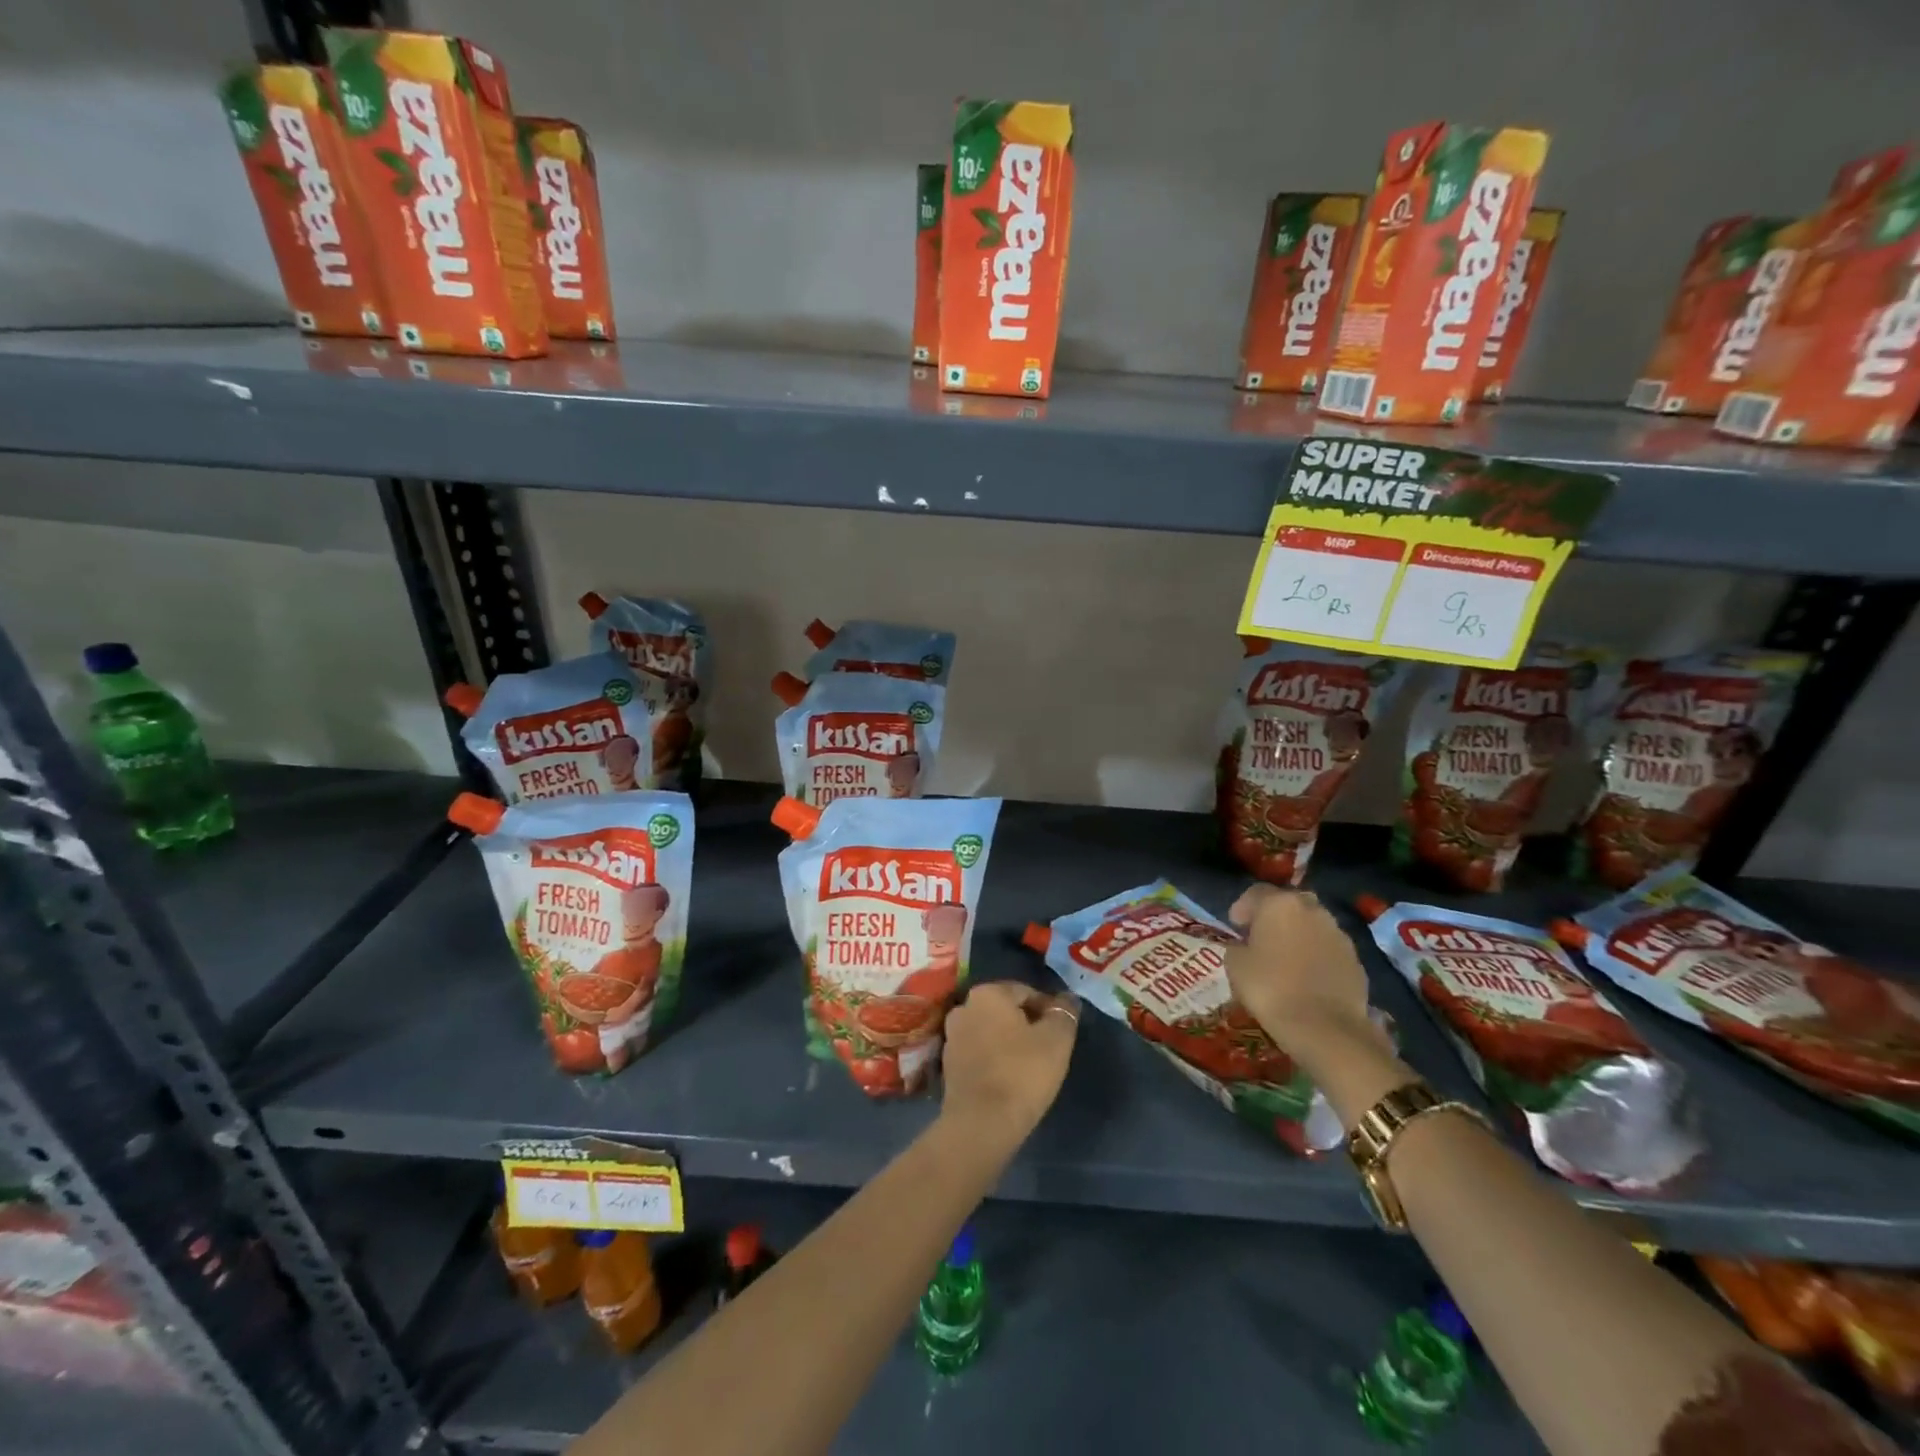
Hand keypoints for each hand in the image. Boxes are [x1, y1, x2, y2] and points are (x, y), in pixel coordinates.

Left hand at [939, 982, 1078, 1150]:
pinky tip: (1009, 1078)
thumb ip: (1064, 1013)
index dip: (1048, 1010)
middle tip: (1048, 1049)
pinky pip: (979, 1052)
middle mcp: (964, 1006)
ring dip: (1009, 1042)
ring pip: (991, 1031)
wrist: (981, 1124)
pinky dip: (994, 1059)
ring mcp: (952, 1036)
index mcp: (987, 993)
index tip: (1061, 1032)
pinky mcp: (947, 1065)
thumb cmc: (1022, 1073)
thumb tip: (1068, 999)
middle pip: (1005, 1010)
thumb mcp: (1057, 1040)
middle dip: (1027, 1024)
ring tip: (1030, 1066)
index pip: (1026, 992)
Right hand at [1224, 886, 1374, 1063]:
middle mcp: (1312, 909)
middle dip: (1274, 917)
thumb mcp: (1235, 965)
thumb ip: (1238, 946)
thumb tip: (1245, 947)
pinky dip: (1317, 956)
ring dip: (1298, 935)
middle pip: (1289, 904)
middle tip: (1261, 939)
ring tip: (1286, 959)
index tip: (1235, 927)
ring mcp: (1338, 933)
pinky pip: (1329, 949)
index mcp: (1279, 903)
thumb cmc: (1271, 989)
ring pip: (1312, 925)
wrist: (1326, 1028)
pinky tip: (1307, 977)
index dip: (1242, 908)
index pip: (1255, 892)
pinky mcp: (1356, 959)